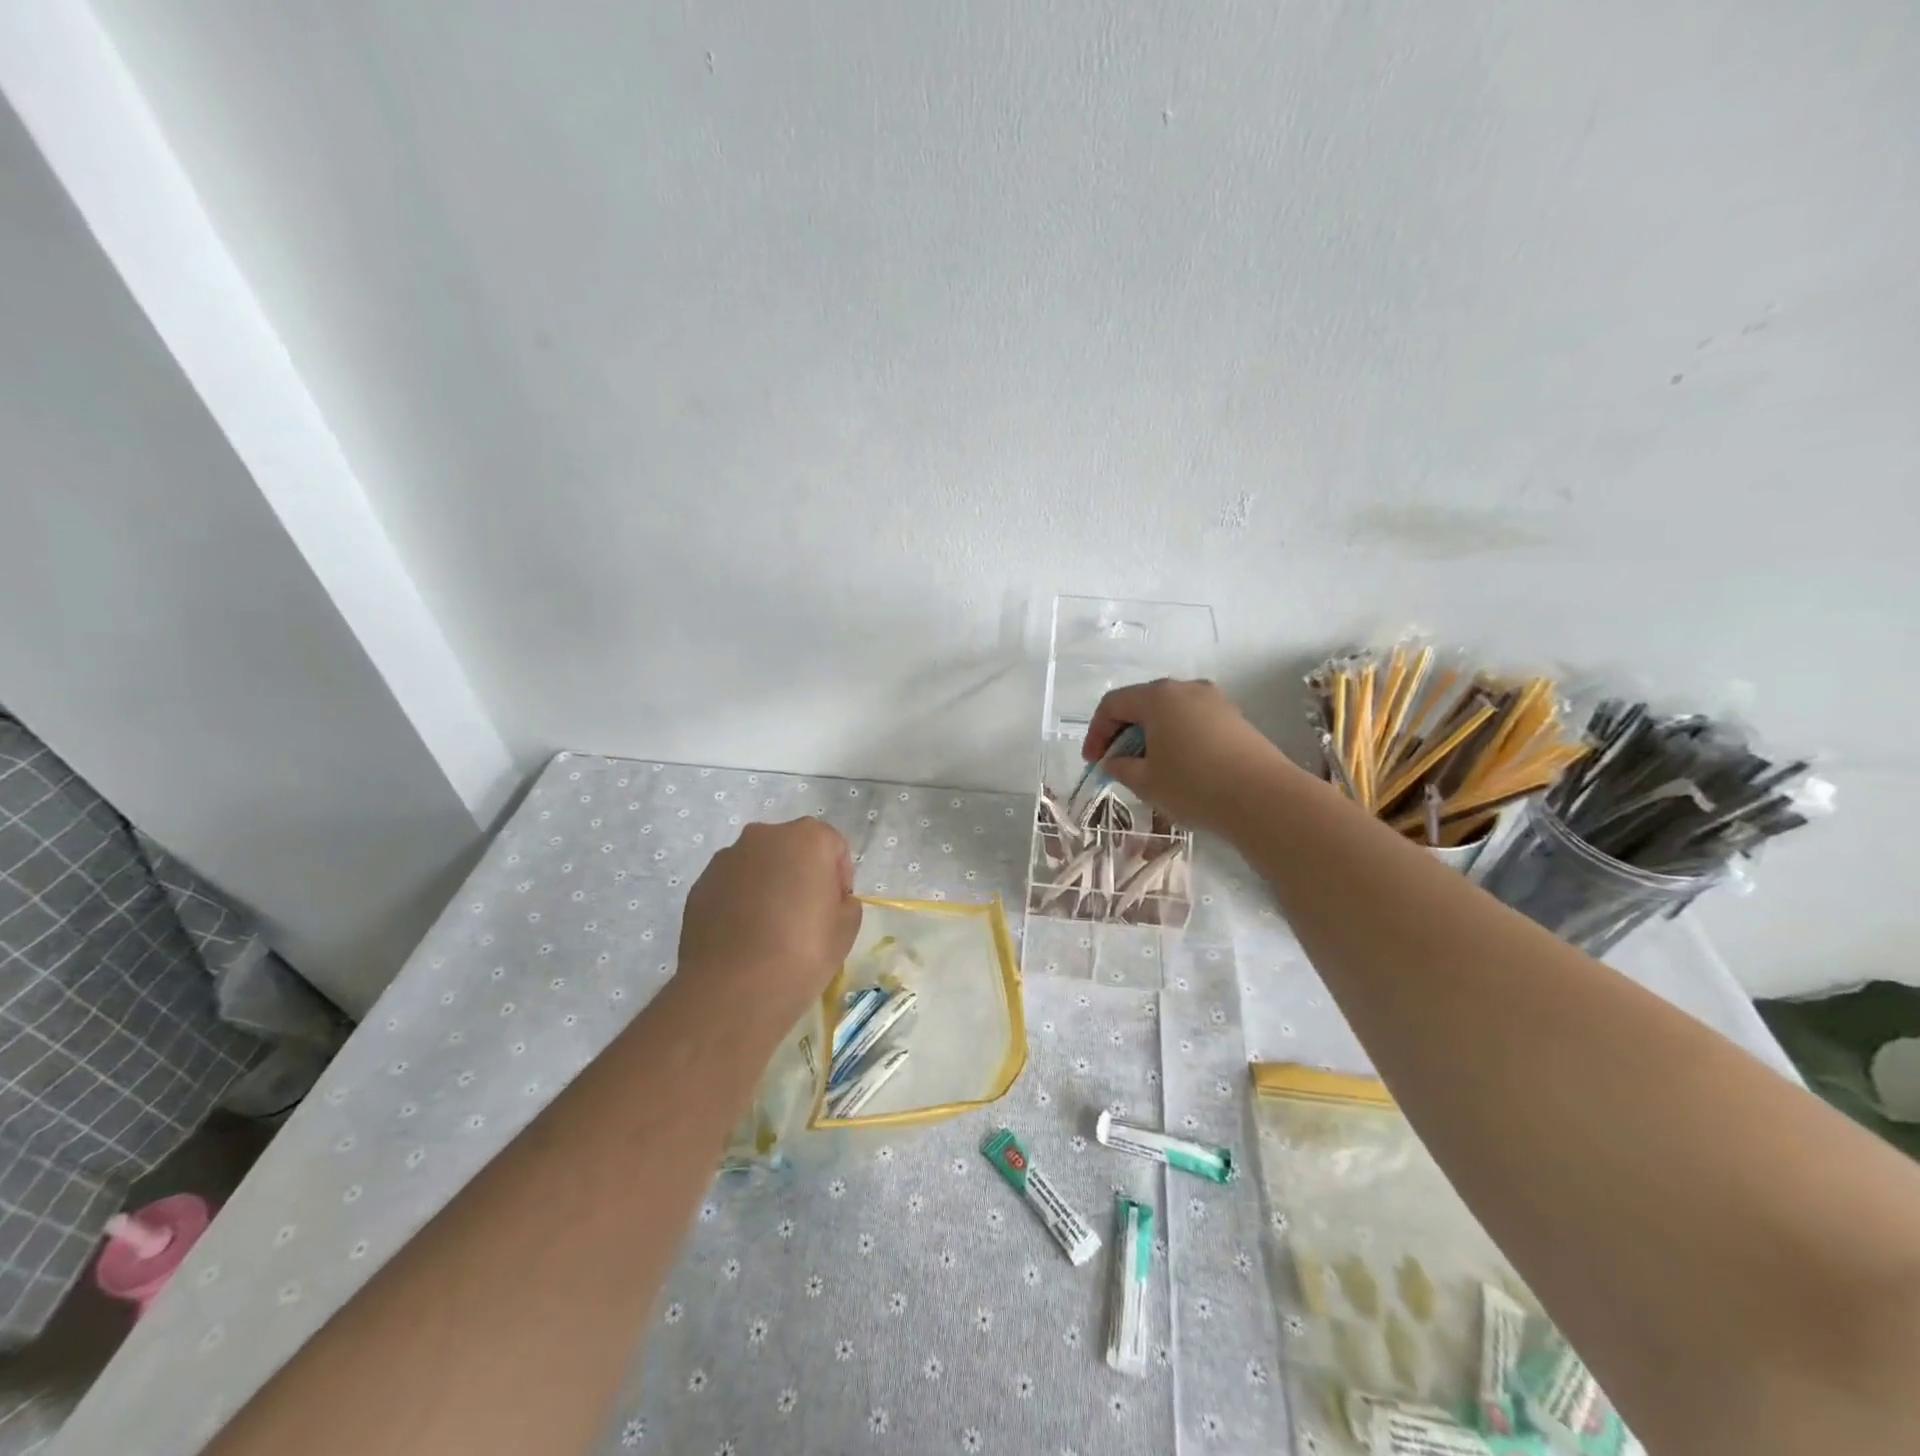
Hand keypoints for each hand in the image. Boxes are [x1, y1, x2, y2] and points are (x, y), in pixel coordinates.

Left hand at [677, 819, 862, 1022]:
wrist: (735, 988)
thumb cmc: (803, 951)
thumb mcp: (847, 928)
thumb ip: (844, 902)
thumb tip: (829, 900)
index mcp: (807, 838)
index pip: (833, 845)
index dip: (839, 876)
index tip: (836, 907)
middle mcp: (764, 836)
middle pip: (792, 848)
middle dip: (801, 873)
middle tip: (806, 914)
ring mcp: (726, 859)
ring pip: (758, 865)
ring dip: (768, 885)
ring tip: (770, 928)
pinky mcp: (700, 885)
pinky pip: (731, 886)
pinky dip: (740, 901)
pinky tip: (744, 937)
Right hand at [1083, 678, 1301, 832]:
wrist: (1264, 798)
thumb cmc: (1193, 785)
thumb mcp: (1145, 781)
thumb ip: (1121, 767)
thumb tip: (1116, 760)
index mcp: (1158, 696)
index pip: (1113, 704)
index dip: (1097, 732)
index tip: (1094, 762)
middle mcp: (1186, 688)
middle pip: (1143, 703)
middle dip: (1124, 733)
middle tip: (1118, 764)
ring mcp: (1215, 701)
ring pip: (1170, 713)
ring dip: (1152, 736)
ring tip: (1149, 768)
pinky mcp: (1236, 719)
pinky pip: (1194, 722)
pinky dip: (1178, 739)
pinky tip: (1181, 768)